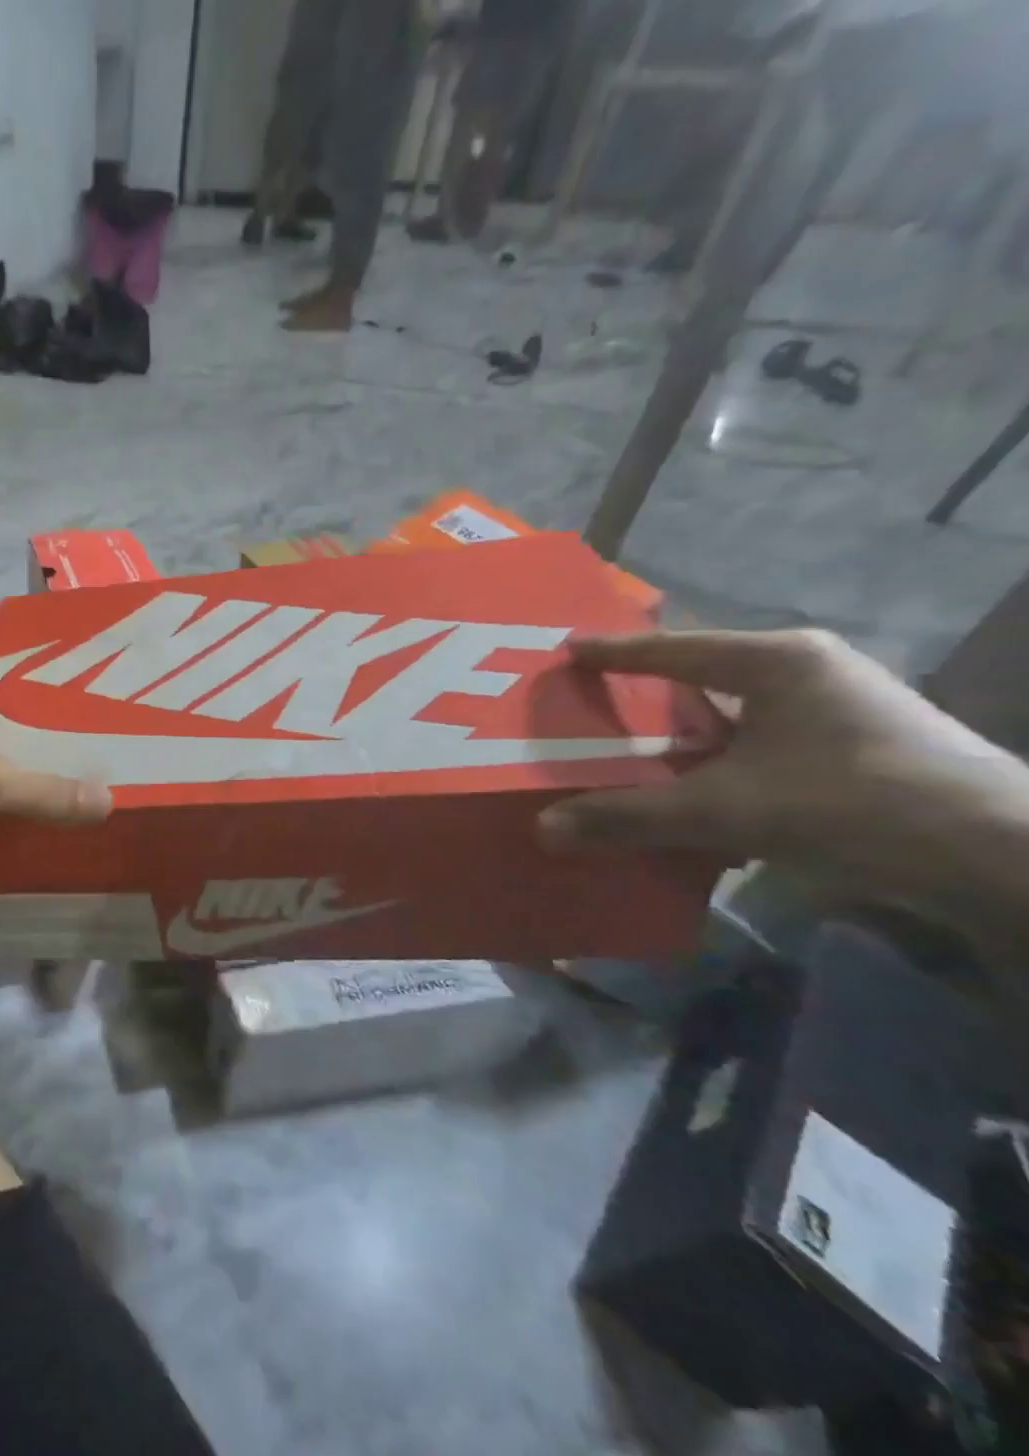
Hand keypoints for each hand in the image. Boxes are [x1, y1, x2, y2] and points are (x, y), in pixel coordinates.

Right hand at [538, 630, 1028, 914]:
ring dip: (681, 732)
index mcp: (777, 662)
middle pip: (701, 675)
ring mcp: (838, 710)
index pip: (672, 649)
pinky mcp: (854, 748)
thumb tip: (545, 829)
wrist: (1005, 859)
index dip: (613, 652)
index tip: (566, 651)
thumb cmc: (855, 804)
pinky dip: (715, 760)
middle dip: (645, 691)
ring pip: (731, 712)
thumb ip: (629, 817)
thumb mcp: (725, 810)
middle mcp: (808, 673)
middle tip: (589, 699)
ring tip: (628, 748)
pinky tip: (689, 787)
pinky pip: (757, 743)